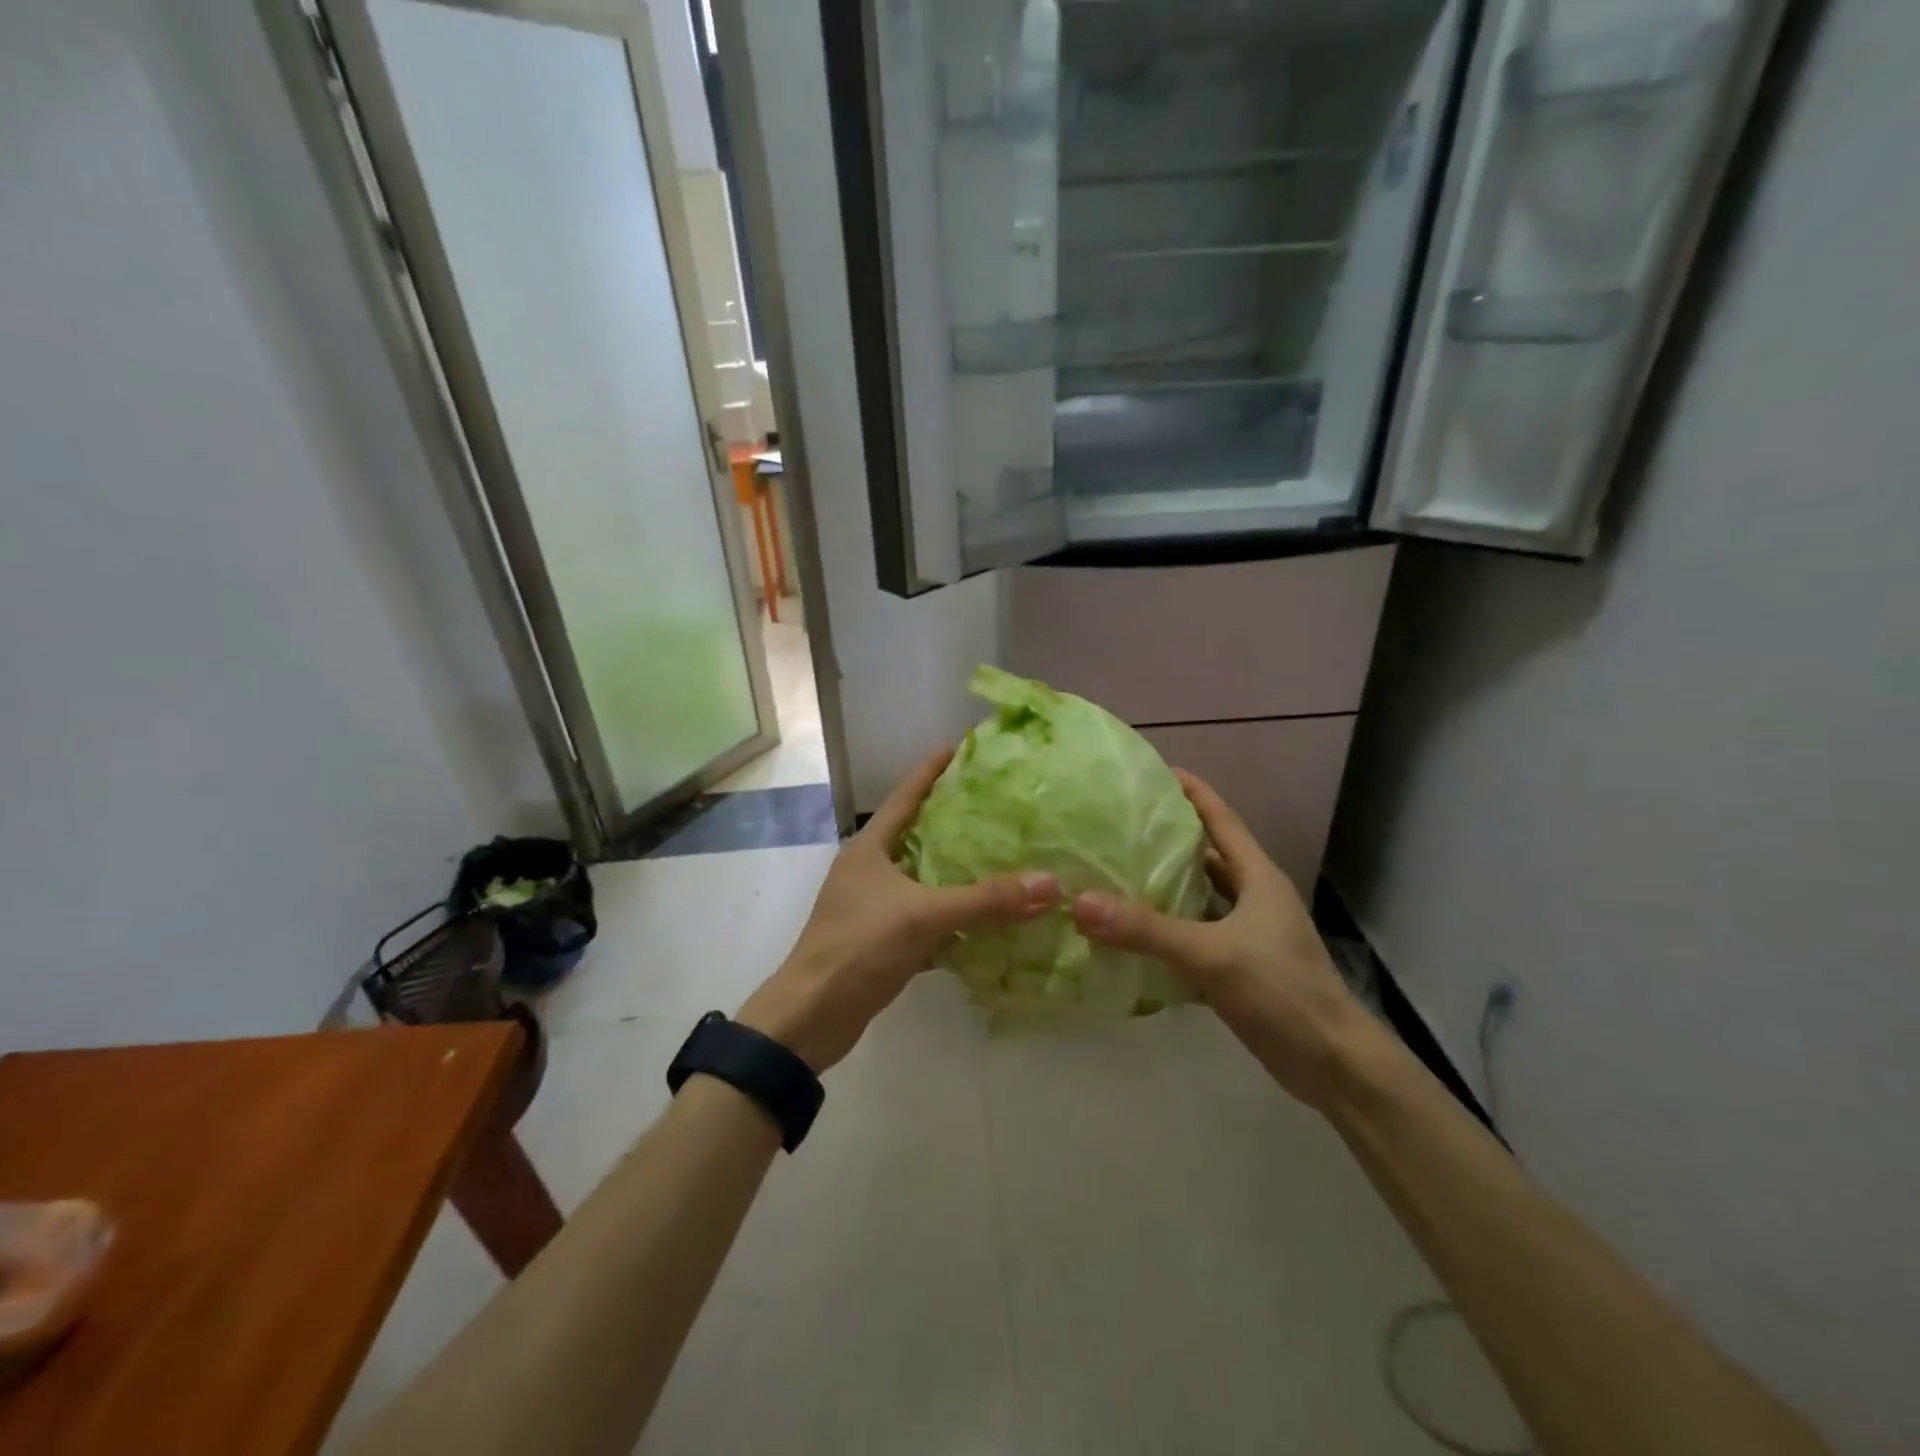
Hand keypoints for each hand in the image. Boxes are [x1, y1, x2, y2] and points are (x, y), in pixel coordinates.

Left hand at [737, 749, 1057, 1072]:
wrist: (812, 1017)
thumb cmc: (859, 947)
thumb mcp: (925, 916)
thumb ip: (987, 900)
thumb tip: (1049, 883)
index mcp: (869, 848)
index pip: (905, 797)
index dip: (931, 771)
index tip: (959, 748)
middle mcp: (870, 871)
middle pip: (917, 835)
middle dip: (954, 821)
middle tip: (998, 805)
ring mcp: (874, 908)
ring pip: (924, 880)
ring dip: (958, 873)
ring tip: (1002, 856)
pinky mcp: (882, 943)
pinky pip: (927, 920)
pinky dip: (954, 920)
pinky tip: (988, 921)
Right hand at [1071, 770, 1375, 1109]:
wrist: (1331, 1063)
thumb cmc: (1281, 991)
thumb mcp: (1212, 954)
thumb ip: (1147, 929)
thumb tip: (1081, 903)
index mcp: (1258, 878)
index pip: (1222, 820)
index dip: (1193, 793)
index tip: (1157, 771)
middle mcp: (1254, 899)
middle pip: (1208, 856)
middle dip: (1169, 839)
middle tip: (1121, 824)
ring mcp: (1248, 935)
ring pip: (1199, 899)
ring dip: (1165, 887)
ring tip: (1117, 872)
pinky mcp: (1238, 969)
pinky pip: (1194, 938)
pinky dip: (1166, 933)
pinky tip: (1130, 935)